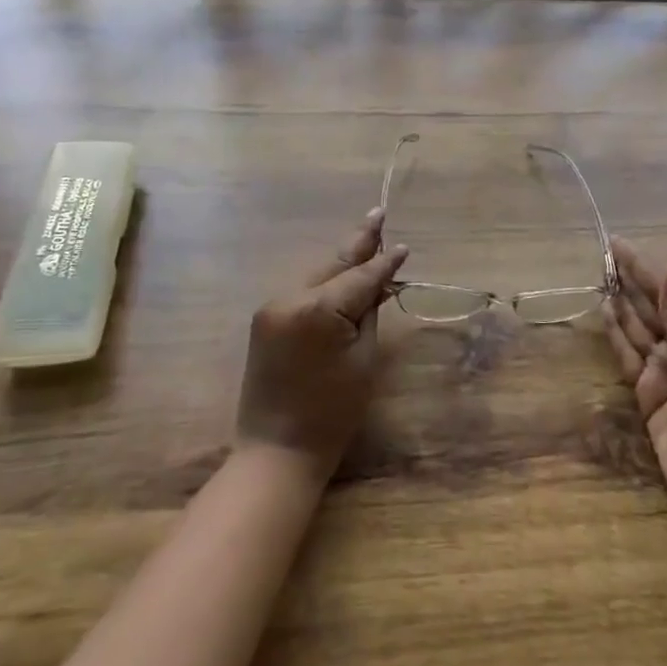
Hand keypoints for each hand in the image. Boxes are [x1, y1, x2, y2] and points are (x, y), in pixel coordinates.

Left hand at [236, 210, 408, 480]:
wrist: (276, 451)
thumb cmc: (332, 412)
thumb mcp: (363, 360)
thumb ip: (369, 312)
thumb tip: (377, 283)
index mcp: (318, 308)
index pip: (360, 277)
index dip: (384, 262)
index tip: (403, 245)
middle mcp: (289, 297)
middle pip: (333, 264)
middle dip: (358, 241)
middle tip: (378, 214)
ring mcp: (271, 307)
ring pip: (315, 274)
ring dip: (341, 262)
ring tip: (366, 237)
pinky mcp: (264, 319)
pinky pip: (301, 291)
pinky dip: (323, 282)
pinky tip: (340, 272)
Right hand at [606, 237, 666, 533]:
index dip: (648, 267)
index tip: (619, 244)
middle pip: (657, 305)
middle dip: (632, 280)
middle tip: (603, 254)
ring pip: (641, 327)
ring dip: (622, 302)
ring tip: (600, 276)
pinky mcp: (652, 393)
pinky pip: (631, 355)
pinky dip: (618, 334)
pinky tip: (605, 312)